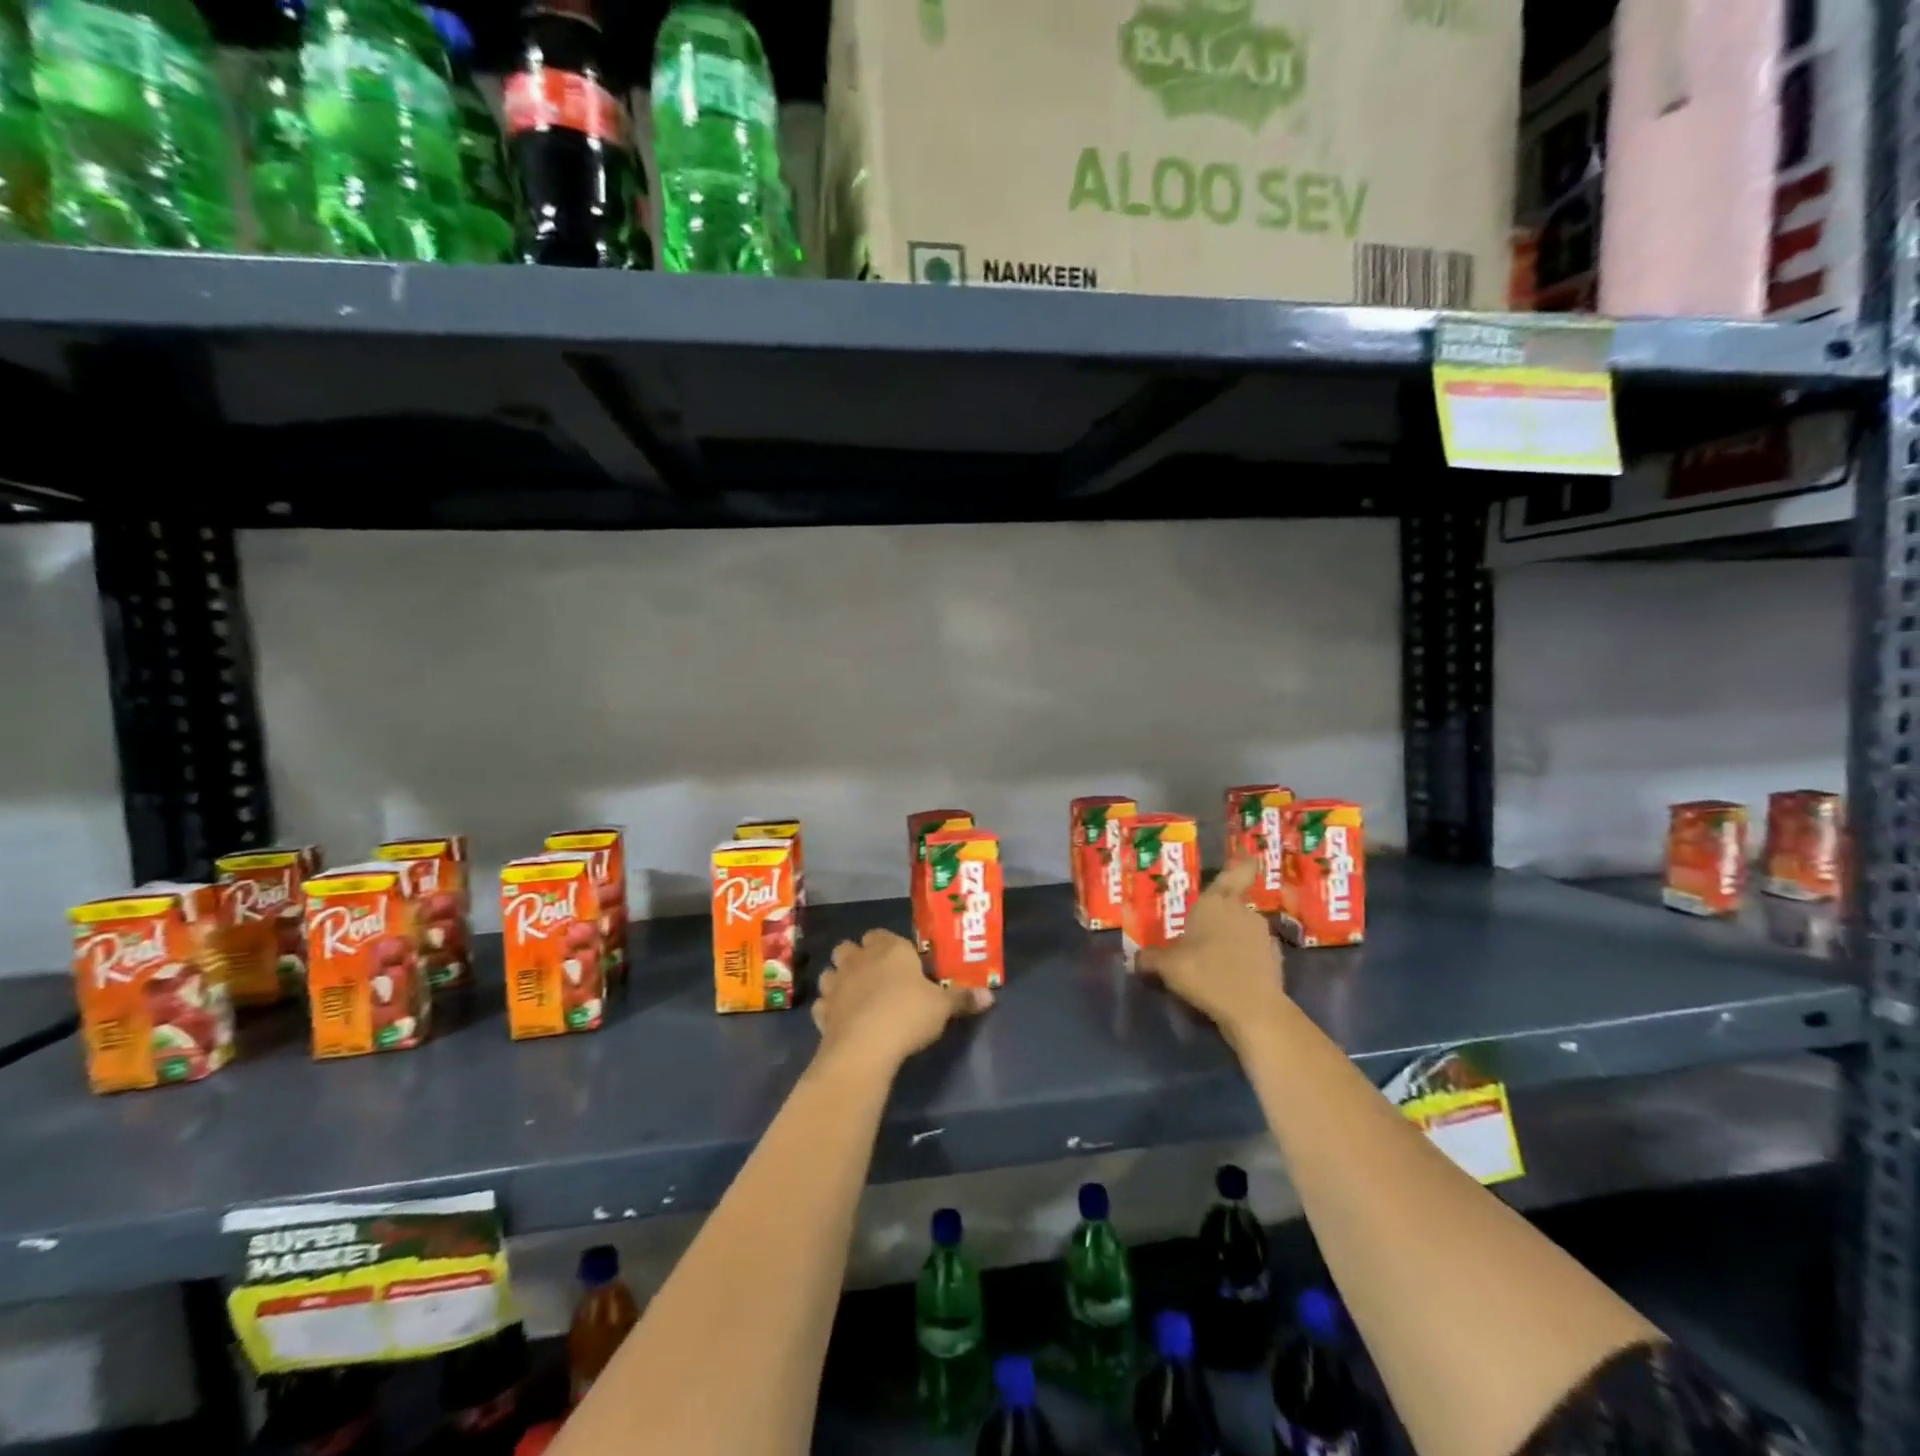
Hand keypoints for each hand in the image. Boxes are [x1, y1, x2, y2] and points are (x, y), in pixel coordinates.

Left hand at [811, 928, 992, 1074]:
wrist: (865, 1046)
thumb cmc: (908, 1015)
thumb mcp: (942, 1007)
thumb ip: (962, 998)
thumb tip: (990, 996)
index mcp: (889, 949)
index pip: (881, 934)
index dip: (888, 945)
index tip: (901, 961)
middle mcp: (859, 959)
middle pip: (849, 947)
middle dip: (857, 956)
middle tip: (875, 975)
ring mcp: (836, 984)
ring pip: (830, 971)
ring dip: (838, 979)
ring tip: (855, 995)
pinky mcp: (822, 1011)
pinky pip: (822, 1004)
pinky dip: (829, 1009)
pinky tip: (841, 1020)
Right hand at [1134, 860, 1287, 1045]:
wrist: (1254, 1010)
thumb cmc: (1206, 974)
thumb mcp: (1168, 967)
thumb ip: (1151, 959)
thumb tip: (1136, 958)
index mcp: (1217, 902)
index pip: (1236, 873)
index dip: (1243, 864)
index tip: (1249, 856)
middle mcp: (1243, 912)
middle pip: (1233, 905)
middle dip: (1220, 915)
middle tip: (1199, 929)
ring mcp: (1263, 936)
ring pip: (1244, 929)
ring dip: (1231, 938)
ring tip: (1212, 957)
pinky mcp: (1275, 960)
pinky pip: (1254, 952)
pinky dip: (1244, 959)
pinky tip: (1229, 976)